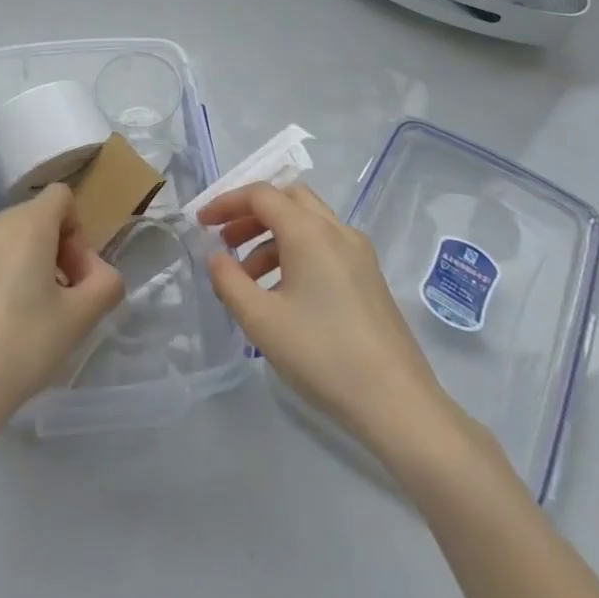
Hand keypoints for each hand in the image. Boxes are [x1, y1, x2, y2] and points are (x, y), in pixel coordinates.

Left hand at [0, 184, 122, 459]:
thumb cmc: (19, 349)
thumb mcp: (79, 320)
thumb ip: (105, 285)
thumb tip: (99, 275)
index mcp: (25, 224)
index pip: (61, 197)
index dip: (78, 232)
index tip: (75, 278)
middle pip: (34, 220)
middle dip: (54, 253)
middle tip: (60, 304)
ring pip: (5, 244)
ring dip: (24, 268)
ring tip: (26, 321)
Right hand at [200, 181, 481, 464]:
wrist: (397, 402)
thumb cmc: (322, 354)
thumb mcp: (261, 320)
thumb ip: (229, 281)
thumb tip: (216, 256)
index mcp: (309, 231)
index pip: (261, 195)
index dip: (226, 203)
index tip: (201, 223)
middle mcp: (336, 230)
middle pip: (287, 199)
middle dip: (251, 214)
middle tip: (225, 240)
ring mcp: (358, 253)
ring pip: (307, 222)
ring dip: (272, 236)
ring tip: (247, 276)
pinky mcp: (369, 277)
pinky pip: (324, 245)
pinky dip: (295, 252)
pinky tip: (282, 293)